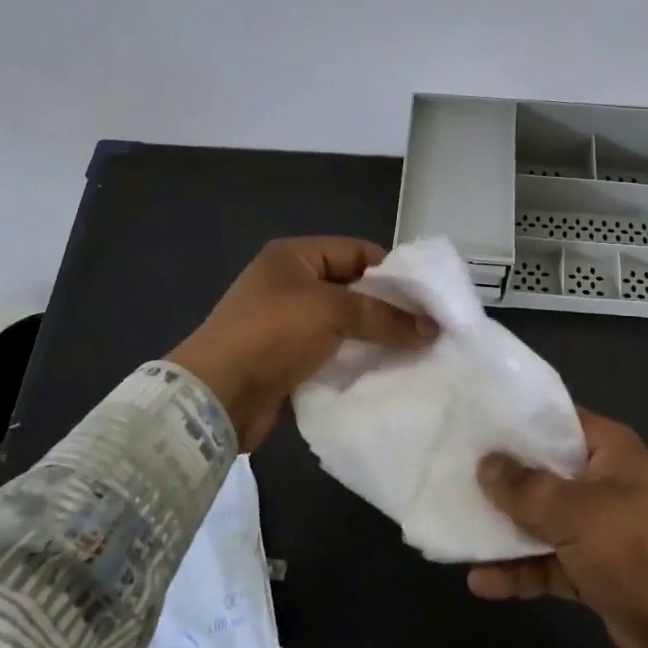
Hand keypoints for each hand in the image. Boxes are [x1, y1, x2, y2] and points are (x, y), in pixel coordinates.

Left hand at [167, 237, 435, 450]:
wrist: (214, 396)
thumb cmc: (272, 334)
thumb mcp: (332, 312)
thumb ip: (384, 317)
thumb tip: (432, 329)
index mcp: (295, 256)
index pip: (357, 252)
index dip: (394, 272)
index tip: (429, 298)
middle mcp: (291, 284)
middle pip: (353, 288)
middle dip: (388, 308)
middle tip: (427, 329)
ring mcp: (287, 323)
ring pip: (344, 324)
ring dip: (374, 337)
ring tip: (414, 353)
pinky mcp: (286, 359)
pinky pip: (331, 353)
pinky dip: (355, 360)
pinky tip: (383, 372)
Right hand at [470, 409, 647, 647]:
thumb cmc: (642, 552)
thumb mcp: (580, 513)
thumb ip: (527, 488)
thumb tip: (485, 462)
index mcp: (607, 449)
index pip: (553, 419)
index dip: (512, 420)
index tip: (467, 419)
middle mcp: (601, 481)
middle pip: (541, 470)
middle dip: (499, 475)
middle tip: (447, 470)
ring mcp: (597, 528)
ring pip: (540, 518)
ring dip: (503, 527)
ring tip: (454, 525)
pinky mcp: (593, 570)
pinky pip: (547, 562)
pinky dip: (519, 571)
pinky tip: (479, 581)